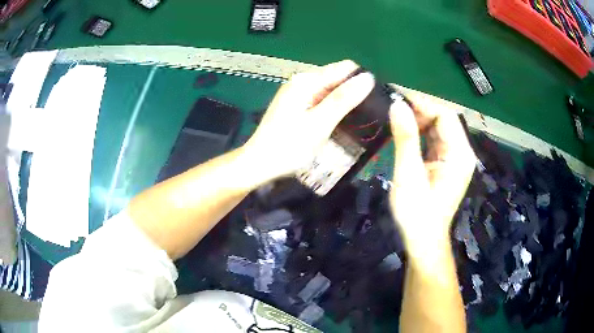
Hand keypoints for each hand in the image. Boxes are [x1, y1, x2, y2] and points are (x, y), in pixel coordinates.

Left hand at [243, 60, 374, 179]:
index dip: (361, 81)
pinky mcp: (296, 105)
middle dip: (353, 93)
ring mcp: (298, 93)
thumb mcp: (320, 123)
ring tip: (356, 122)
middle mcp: (302, 81)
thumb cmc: (289, 146)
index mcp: (307, 81)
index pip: (345, 68)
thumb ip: (344, 99)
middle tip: (366, 117)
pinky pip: (321, 100)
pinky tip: (337, 123)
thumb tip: (368, 77)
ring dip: (344, 103)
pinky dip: (332, 109)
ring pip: (330, 90)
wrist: (259, 164)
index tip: (374, 102)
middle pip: (337, 78)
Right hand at [389, 89, 475, 251]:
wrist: (423, 240)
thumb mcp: (409, 176)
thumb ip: (406, 139)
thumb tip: (397, 104)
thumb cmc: (417, 214)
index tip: (397, 94)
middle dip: (420, 107)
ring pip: (440, 126)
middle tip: (393, 103)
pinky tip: (405, 130)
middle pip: (444, 117)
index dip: (423, 100)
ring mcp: (456, 157)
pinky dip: (421, 130)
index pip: (445, 114)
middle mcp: (462, 151)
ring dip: (419, 117)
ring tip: (396, 114)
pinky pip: (436, 137)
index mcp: (459, 154)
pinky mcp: (448, 162)